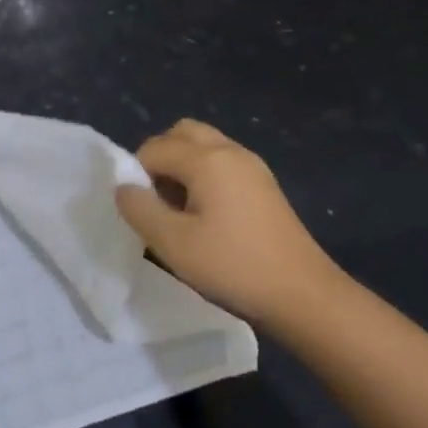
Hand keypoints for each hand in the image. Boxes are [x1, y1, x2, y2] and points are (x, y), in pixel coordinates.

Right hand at [115, 119, 344, 324]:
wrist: (303, 294)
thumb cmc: (233, 266)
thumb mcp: (173, 243)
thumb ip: (140, 208)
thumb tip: (124, 187)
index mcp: (206, 158)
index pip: (153, 148)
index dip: (137, 175)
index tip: (143, 211)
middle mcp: (229, 150)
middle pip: (182, 133)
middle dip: (160, 157)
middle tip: (157, 199)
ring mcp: (252, 165)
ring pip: (204, 145)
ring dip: (182, 165)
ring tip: (180, 208)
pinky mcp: (264, 184)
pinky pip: (223, 162)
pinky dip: (205, 174)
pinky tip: (207, 215)